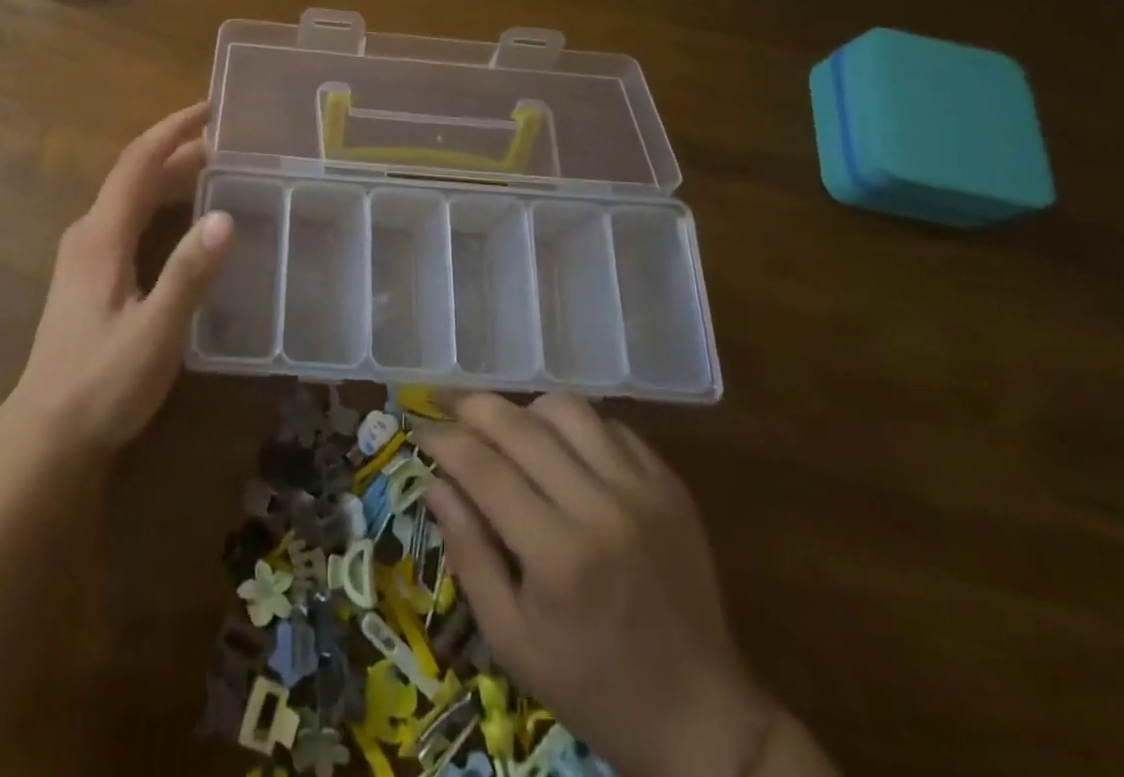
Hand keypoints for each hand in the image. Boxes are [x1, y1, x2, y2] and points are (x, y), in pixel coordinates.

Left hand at [7, 102, 232, 458]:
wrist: (46, 436)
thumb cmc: (101, 383)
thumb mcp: (155, 332)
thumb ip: (188, 274)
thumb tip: (225, 216)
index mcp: (101, 236)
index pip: (138, 163)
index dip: (174, 130)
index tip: (211, 108)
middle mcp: (89, 234)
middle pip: (136, 175)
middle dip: (179, 150)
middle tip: (229, 141)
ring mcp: (85, 255)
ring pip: (132, 197)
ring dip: (171, 176)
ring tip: (216, 170)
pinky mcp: (89, 277)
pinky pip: (130, 219)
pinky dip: (161, 203)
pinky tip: (185, 220)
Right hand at [421, 394, 776, 776]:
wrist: (703, 719)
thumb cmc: (594, 688)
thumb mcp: (511, 641)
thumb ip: (468, 555)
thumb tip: (436, 483)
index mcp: (559, 556)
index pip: (483, 468)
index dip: (443, 440)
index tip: (420, 432)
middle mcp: (601, 508)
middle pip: (520, 425)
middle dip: (471, 406)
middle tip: (444, 404)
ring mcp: (643, 491)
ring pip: (567, 409)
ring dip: (525, 411)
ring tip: (507, 432)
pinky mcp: (669, 485)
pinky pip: (610, 426)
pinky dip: (574, 427)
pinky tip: (562, 451)